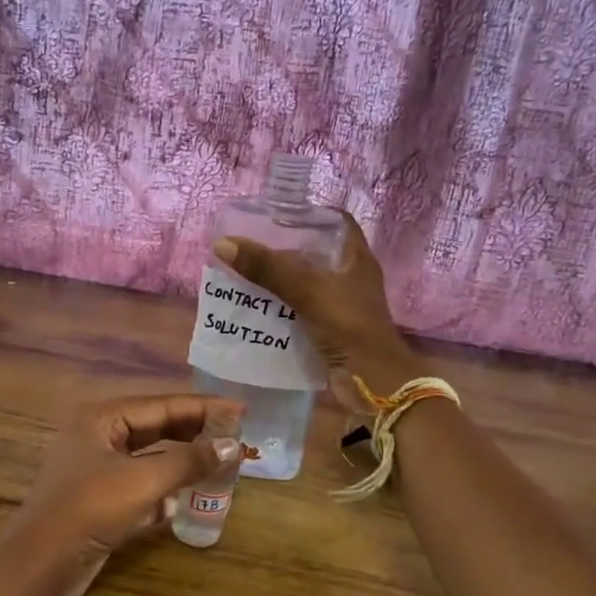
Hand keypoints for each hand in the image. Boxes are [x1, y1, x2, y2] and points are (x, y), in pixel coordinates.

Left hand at [10, 395, 241, 595]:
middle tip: (234, 436)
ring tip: (219, 463)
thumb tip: (233, 446)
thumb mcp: (143, 481)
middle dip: (194, 433)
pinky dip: (163, 490)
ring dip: (181, 462)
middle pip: (155, 428)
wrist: (39, 566)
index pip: (162, 404)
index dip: (203, 407)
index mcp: (102, 419)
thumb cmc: (89, 509)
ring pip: (149, 458)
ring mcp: (96, 470)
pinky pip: (140, 486)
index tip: (240, 409)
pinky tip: (186, 499)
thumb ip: (189, 461)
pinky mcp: (99, 501)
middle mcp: (98, 437)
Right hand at [214, 213, 423, 408]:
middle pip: (315, 253)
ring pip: (304, 283)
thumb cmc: (349, 326)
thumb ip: (267, 269)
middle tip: (249, 243)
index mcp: (356, 258)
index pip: (335, 222)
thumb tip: (223, 243)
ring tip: (243, 271)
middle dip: (283, 249)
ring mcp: (341, 305)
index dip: (309, 214)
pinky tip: (253, 305)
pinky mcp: (329, 330)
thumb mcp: (307, 291)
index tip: (276, 214)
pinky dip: (279, 307)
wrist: (372, 382)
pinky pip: (300, 311)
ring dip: (278, 280)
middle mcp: (350, 277)